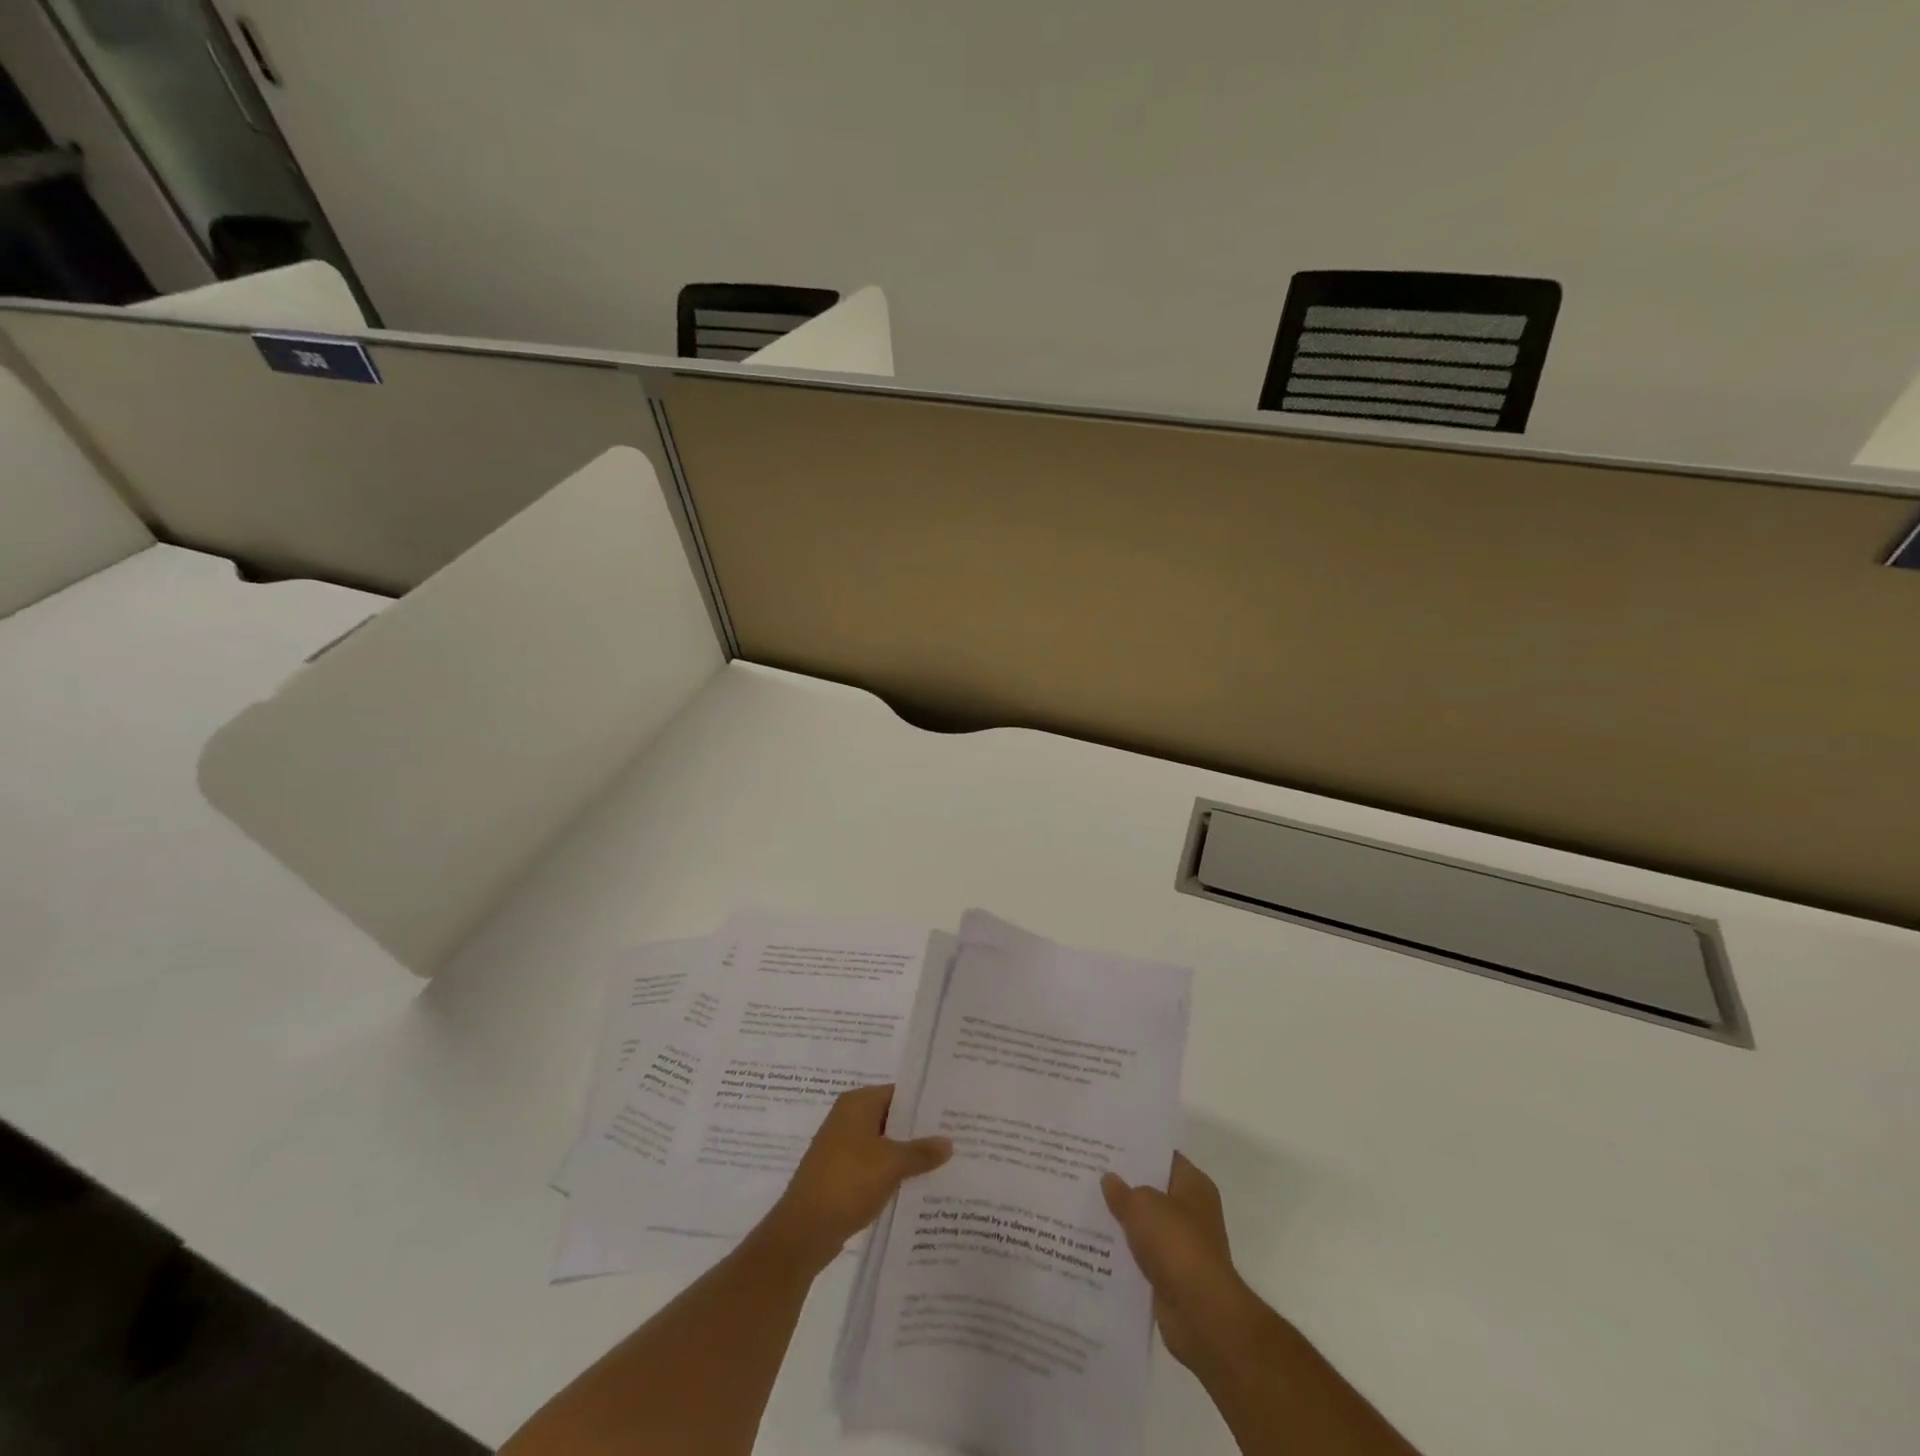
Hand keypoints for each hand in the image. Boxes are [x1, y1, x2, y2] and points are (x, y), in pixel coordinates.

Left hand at [757, 1084, 951, 1272]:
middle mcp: (847, 1118)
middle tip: (954, 1139)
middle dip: (918, 1131)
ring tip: (941, 1164)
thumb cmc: (849, 1182)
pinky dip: (891, 1173)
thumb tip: (948, 1142)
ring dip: (906, 1155)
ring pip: (883, 1144)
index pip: (898, 1093)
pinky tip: (914, 1186)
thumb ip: (922, 1151)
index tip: (951, 1114)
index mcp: (857, 1103)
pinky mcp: (839, 1174)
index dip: (924, 1103)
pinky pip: (872, 1165)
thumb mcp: (892, 1164)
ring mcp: (841, 1147)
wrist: (803, 1231)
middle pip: (891, 1118)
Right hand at [1102, 1153, 1258, 1370]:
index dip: (1137, 1149)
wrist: (1200, 1314)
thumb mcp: (1142, 1205)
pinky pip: (1144, 1255)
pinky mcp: (1174, 1276)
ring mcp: (1184, 1245)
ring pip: (1147, 1224)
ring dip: (1124, 1220)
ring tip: (1088, 1204)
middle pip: (1154, 1190)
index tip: (1107, 1144)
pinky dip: (1126, 1252)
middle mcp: (1193, 1212)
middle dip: (1126, 1184)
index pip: (1164, 1156)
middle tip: (1090, 1171)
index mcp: (1194, 1185)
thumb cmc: (1176, 1244)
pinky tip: (1097, 1243)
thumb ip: (1122, 1191)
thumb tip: (1109, 1179)